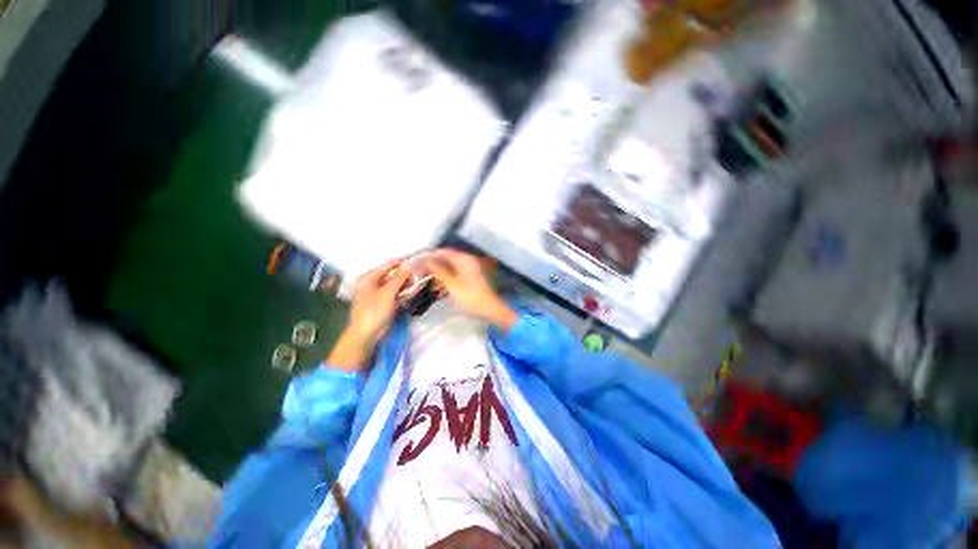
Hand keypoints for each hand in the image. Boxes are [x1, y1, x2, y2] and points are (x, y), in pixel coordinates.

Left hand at [327, 258, 410, 370]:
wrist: (367, 335)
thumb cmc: (373, 310)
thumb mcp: (387, 292)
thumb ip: (399, 278)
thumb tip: (409, 265)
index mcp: (369, 279)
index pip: (387, 265)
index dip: (401, 262)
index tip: (415, 259)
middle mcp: (374, 284)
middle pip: (392, 276)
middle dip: (406, 274)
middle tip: (421, 271)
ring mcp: (380, 295)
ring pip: (396, 286)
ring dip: (407, 284)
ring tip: (421, 279)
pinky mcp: (386, 304)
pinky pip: (397, 295)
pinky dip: (405, 293)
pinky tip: (416, 290)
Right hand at [424, 249, 517, 330]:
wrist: (490, 310)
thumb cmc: (471, 298)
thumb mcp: (452, 285)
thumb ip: (439, 271)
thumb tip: (427, 261)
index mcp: (465, 259)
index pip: (443, 252)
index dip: (430, 255)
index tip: (418, 260)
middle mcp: (468, 261)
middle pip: (447, 258)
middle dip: (433, 264)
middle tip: (420, 271)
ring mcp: (471, 269)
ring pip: (450, 266)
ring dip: (439, 271)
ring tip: (426, 279)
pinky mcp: (471, 277)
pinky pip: (455, 273)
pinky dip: (446, 277)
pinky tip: (439, 285)